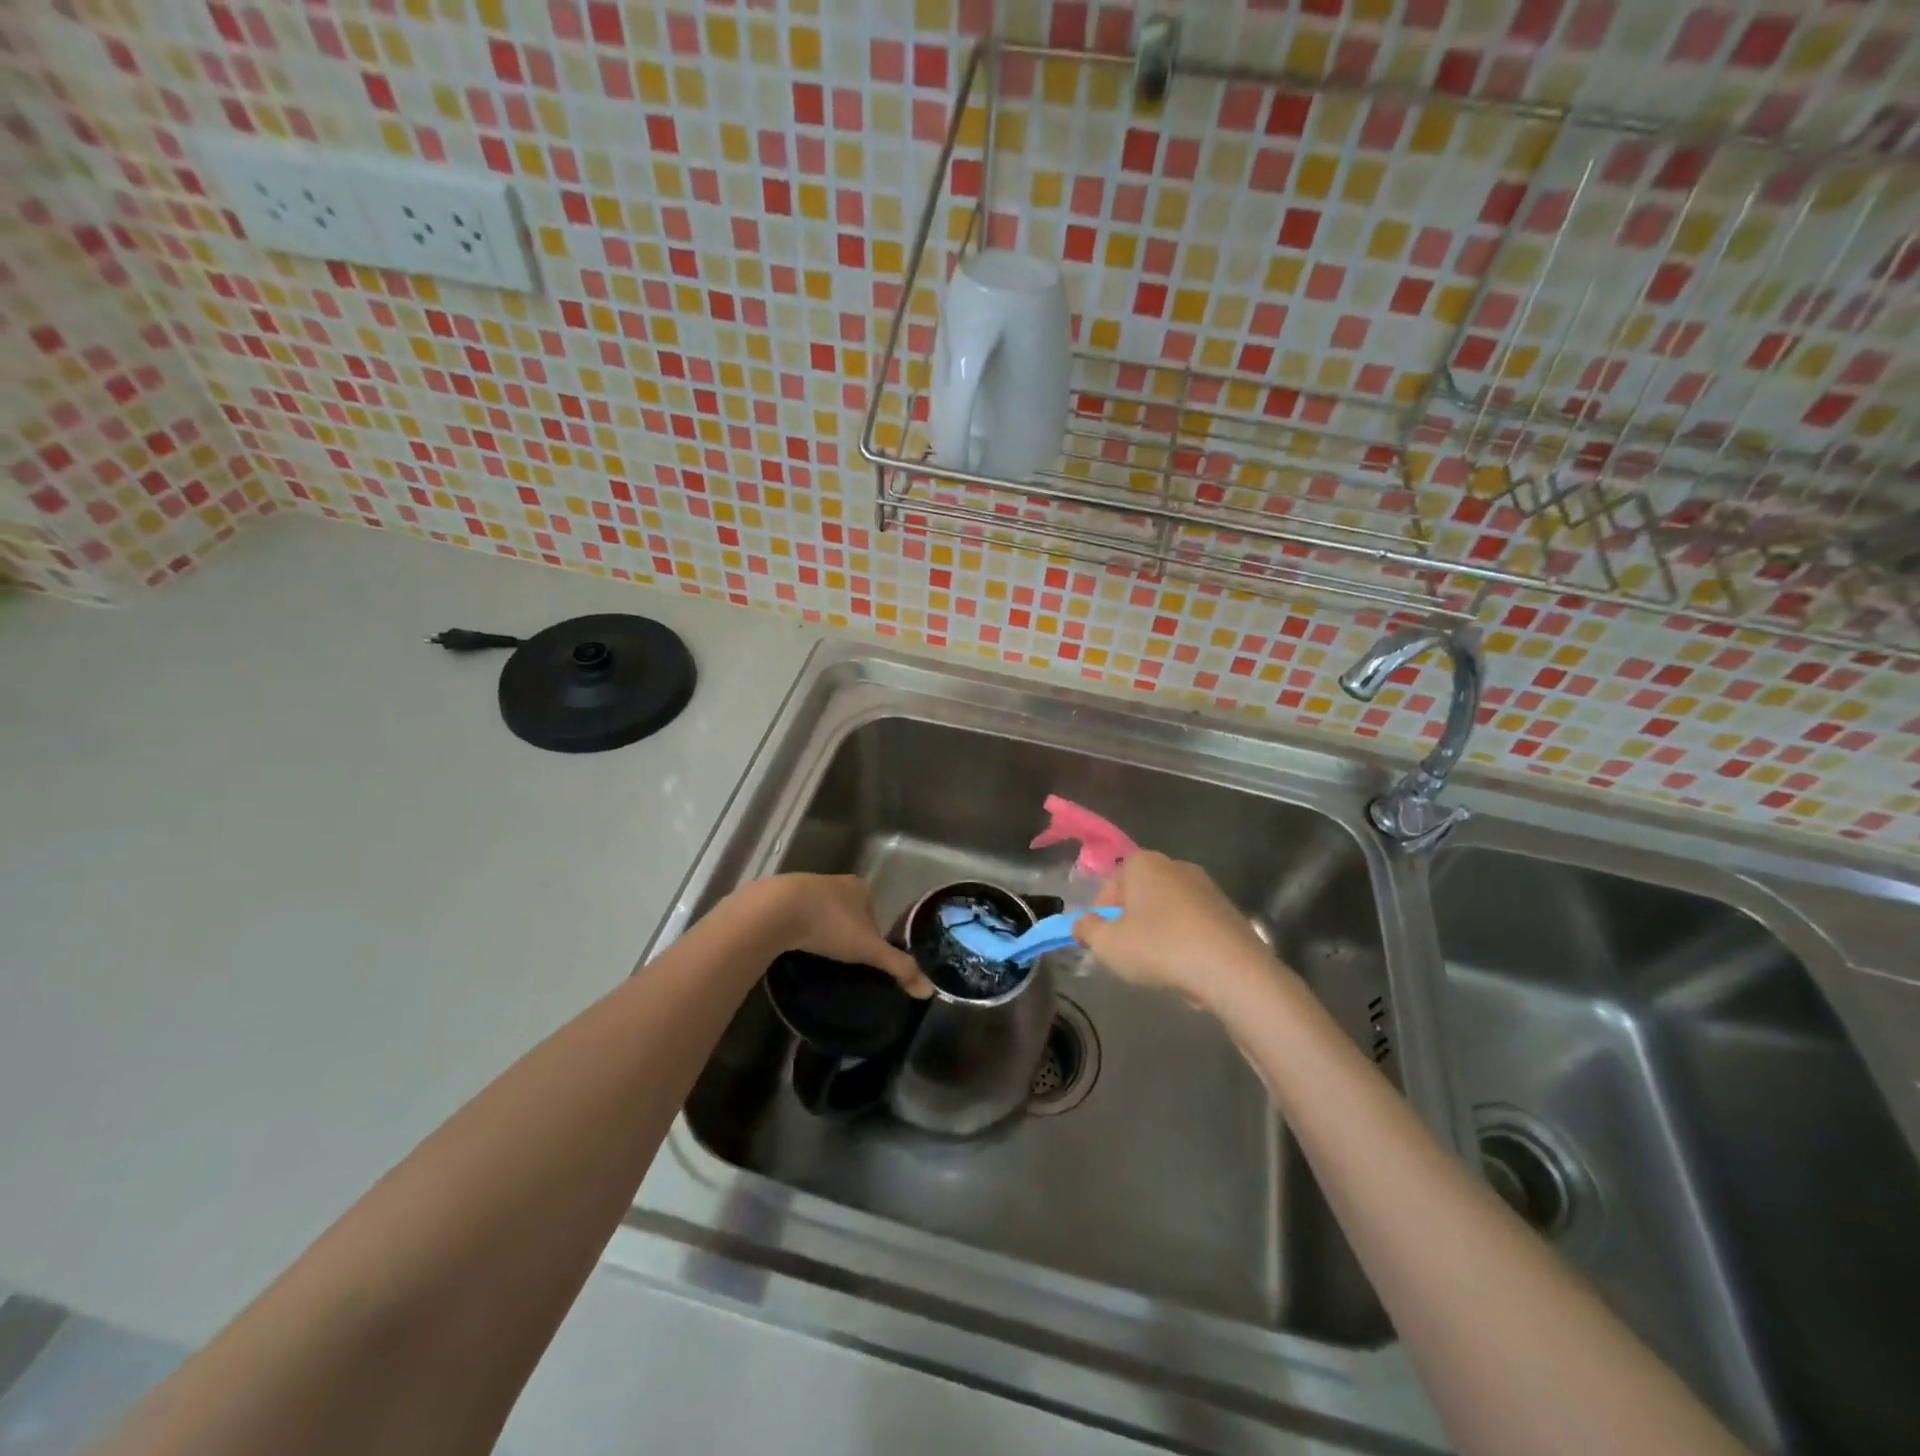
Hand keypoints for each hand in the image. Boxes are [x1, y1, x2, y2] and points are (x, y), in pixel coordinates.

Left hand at [736, 874, 931, 996]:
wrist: (776, 910)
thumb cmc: (829, 925)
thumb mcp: (868, 949)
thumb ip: (898, 967)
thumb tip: (929, 991)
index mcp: (859, 887)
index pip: (874, 913)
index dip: (872, 935)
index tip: (864, 958)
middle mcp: (835, 881)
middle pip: (848, 910)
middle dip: (846, 932)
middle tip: (841, 961)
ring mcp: (805, 885)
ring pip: (821, 911)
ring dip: (821, 929)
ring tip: (817, 955)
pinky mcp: (779, 896)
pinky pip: (795, 915)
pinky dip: (797, 928)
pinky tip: (794, 945)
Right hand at [1073, 851, 1283, 1009]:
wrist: (1232, 969)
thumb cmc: (1159, 947)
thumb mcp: (1108, 944)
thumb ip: (1087, 930)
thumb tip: (1082, 924)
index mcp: (1142, 863)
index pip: (1110, 885)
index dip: (1100, 914)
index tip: (1102, 941)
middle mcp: (1174, 865)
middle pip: (1140, 893)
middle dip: (1130, 920)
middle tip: (1127, 952)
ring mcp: (1205, 886)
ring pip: (1167, 908)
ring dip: (1157, 930)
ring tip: (1157, 964)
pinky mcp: (1228, 910)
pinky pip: (1193, 923)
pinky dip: (1184, 940)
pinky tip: (1186, 966)